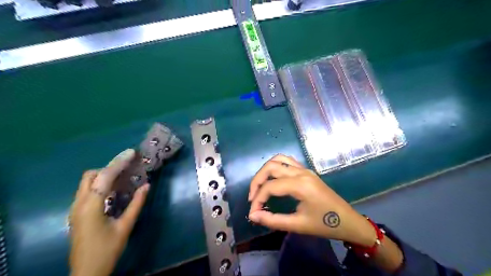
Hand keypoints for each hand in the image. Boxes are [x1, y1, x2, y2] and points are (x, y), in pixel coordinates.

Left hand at [69, 149, 149, 275]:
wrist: (87, 272)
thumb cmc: (108, 249)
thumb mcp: (125, 226)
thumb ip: (136, 203)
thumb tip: (147, 185)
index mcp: (90, 206)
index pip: (104, 177)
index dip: (119, 163)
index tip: (132, 153)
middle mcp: (78, 204)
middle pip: (91, 175)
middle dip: (110, 167)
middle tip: (129, 167)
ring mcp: (75, 208)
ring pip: (87, 182)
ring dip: (105, 175)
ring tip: (124, 176)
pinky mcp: (77, 213)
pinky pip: (87, 190)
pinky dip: (100, 184)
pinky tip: (114, 189)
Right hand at [248, 154, 375, 246]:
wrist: (348, 221)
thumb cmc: (325, 225)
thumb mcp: (298, 225)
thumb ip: (273, 220)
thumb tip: (253, 215)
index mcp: (300, 185)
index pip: (270, 186)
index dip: (257, 199)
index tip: (253, 212)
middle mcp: (301, 172)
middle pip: (271, 167)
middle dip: (257, 181)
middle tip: (252, 197)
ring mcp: (304, 169)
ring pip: (278, 160)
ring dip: (265, 170)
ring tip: (260, 186)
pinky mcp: (306, 171)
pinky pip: (287, 161)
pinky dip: (275, 166)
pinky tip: (273, 178)